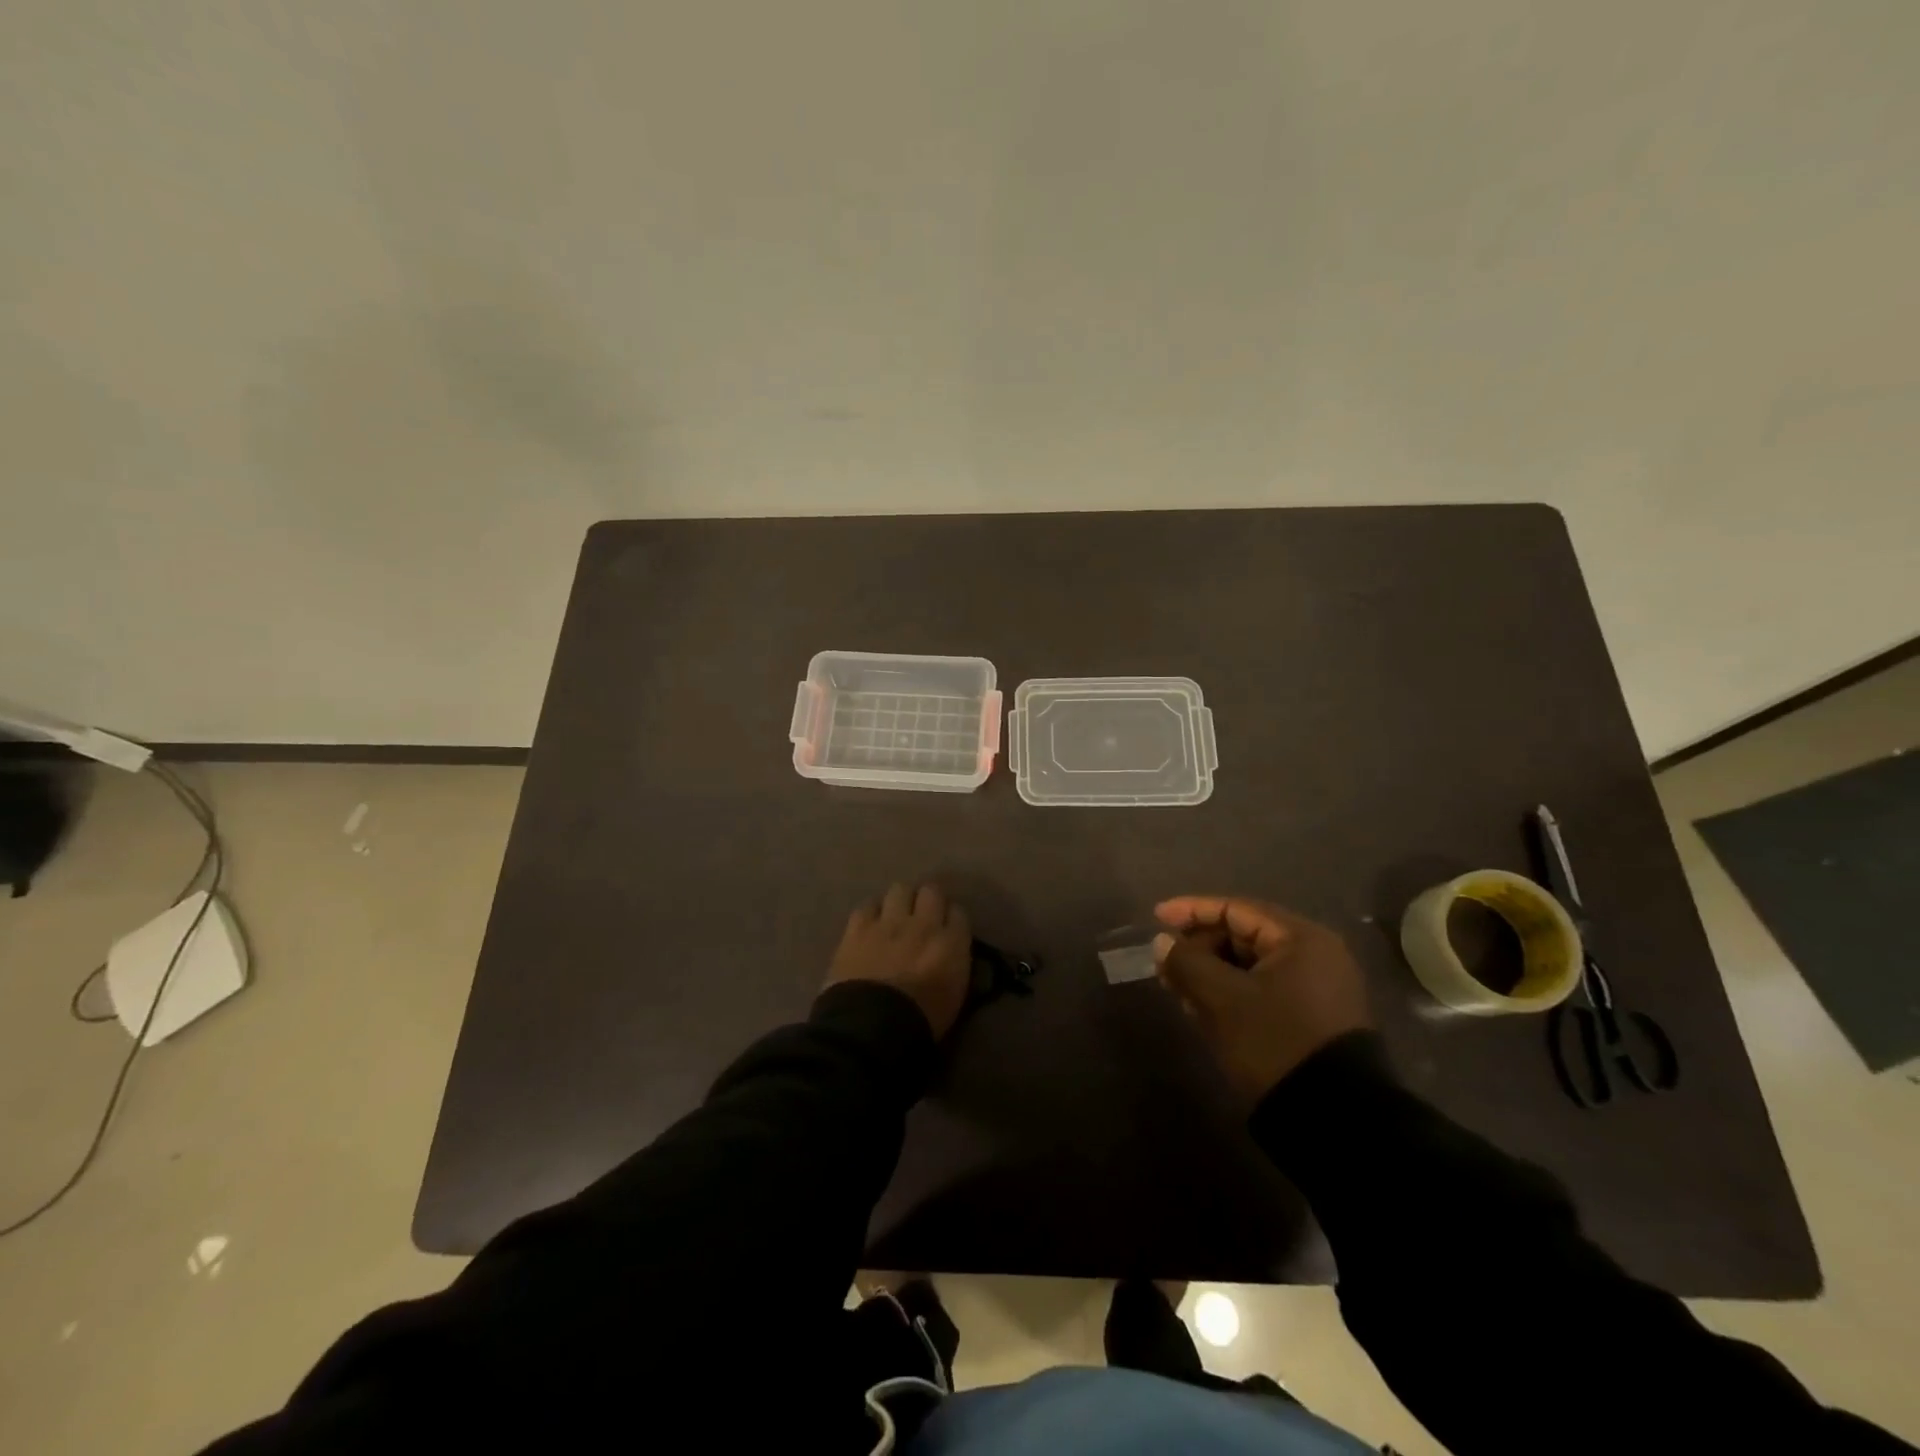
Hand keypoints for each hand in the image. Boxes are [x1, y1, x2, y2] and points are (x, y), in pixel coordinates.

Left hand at [824, 883, 971, 1038]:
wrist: (872, 1027)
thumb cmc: (920, 1022)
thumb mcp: (954, 997)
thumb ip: (954, 965)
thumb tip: (949, 952)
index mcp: (951, 944)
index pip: (958, 913)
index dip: (951, 919)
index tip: (947, 928)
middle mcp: (923, 924)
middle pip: (931, 891)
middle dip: (928, 900)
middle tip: (921, 916)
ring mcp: (889, 922)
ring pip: (900, 889)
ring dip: (900, 901)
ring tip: (894, 916)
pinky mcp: (858, 927)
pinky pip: (868, 905)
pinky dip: (872, 913)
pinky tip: (870, 924)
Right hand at [1153, 896, 1372, 1105]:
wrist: (1334, 1120)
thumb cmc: (1275, 1041)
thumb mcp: (1222, 998)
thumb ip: (1187, 962)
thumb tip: (1163, 943)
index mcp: (1300, 939)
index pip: (1236, 909)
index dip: (1192, 910)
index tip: (1156, 917)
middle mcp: (1313, 956)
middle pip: (1243, 936)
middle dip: (1199, 947)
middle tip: (1164, 964)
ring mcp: (1315, 989)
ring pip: (1249, 966)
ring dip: (1209, 972)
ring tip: (1175, 987)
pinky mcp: (1310, 1019)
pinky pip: (1261, 990)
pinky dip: (1229, 993)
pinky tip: (1200, 1008)